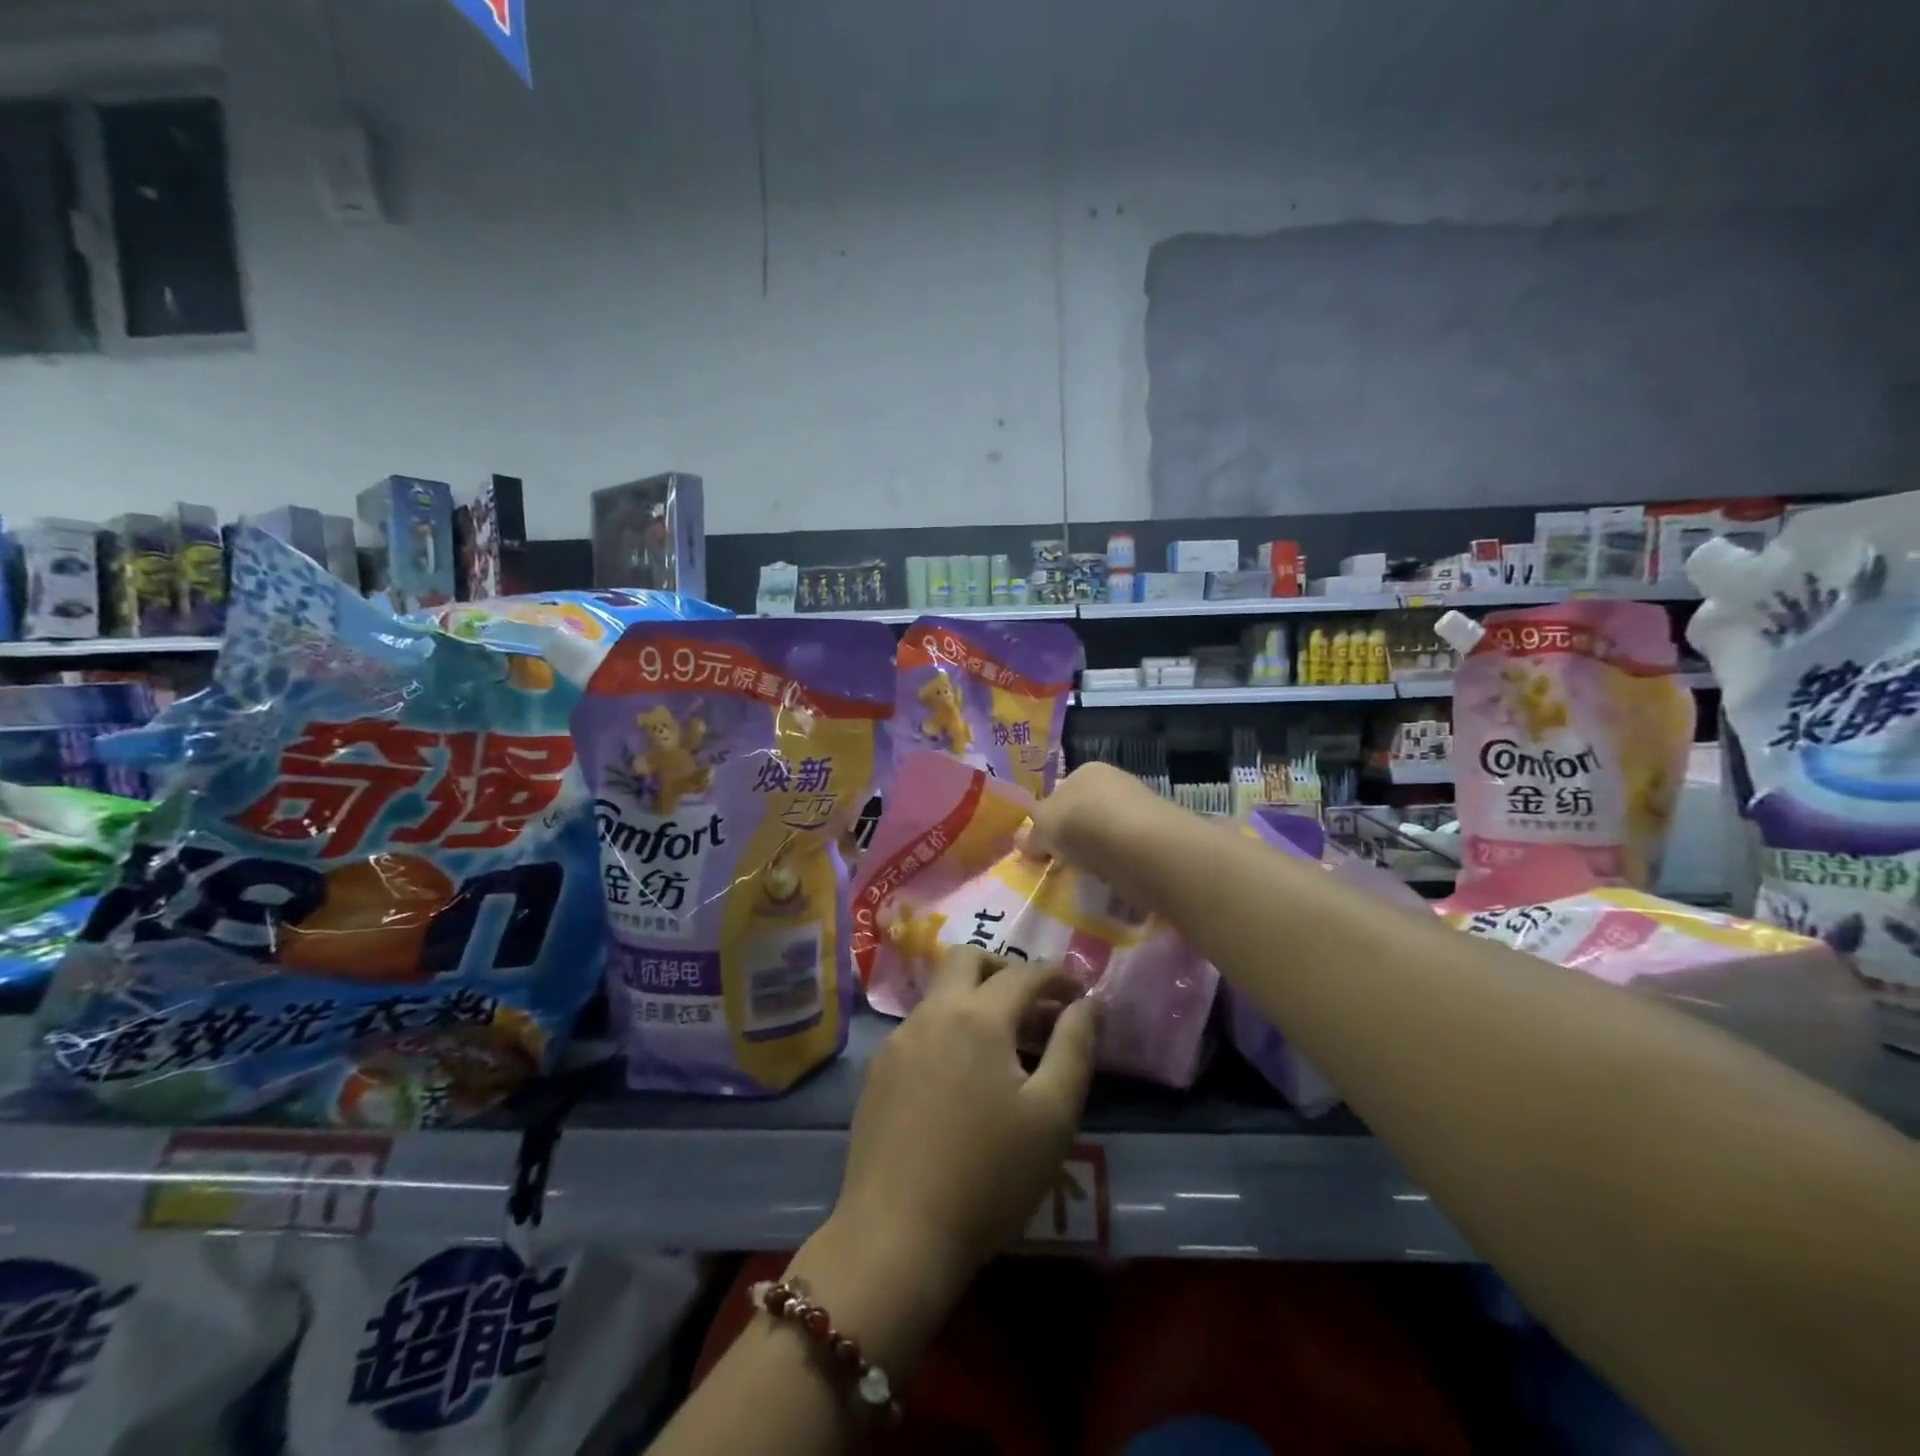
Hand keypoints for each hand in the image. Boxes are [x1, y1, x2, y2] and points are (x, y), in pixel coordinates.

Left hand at [831, 946, 1098, 1291]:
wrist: (896, 1234)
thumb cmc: (988, 1176)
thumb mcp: (1052, 1116)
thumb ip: (1074, 1048)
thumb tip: (1086, 1004)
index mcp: (978, 1016)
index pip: (1024, 973)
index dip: (1058, 976)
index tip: (1079, 994)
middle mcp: (933, 1013)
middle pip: (967, 959)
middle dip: (1004, 969)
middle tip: (1032, 1005)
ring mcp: (898, 1040)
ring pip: (941, 995)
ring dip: (975, 1002)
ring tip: (1003, 1048)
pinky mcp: (877, 1071)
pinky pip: (920, 1029)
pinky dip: (949, 1031)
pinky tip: (961, 1078)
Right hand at [1020, 762, 1163, 888]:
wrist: (1137, 844)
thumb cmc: (1081, 823)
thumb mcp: (1043, 828)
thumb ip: (1031, 835)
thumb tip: (1020, 841)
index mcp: (1087, 771)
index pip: (1062, 792)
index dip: (1050, 819)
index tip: (1043, 846)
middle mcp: (1116, 783)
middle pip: (1087, 814)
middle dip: (1075, 839)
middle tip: (1063, 865)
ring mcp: (1141, 810)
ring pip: (1109, 836)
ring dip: (1099, 856)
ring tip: (1087, 878)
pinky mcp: (1159, 839)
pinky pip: (1129, 856)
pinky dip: (1120, 869)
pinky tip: (1113, 882)